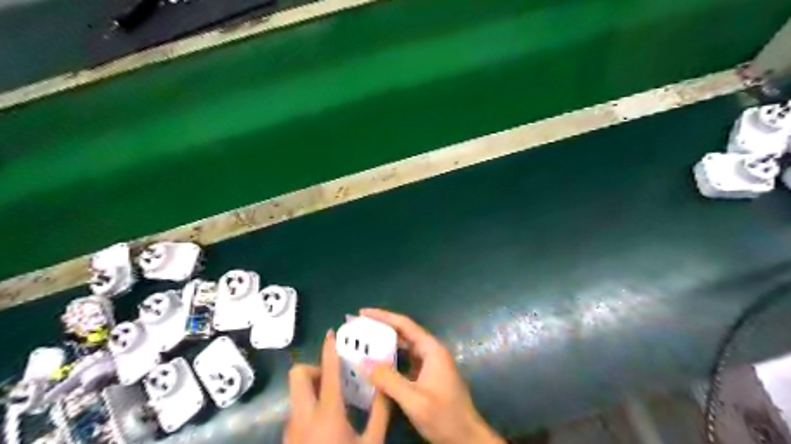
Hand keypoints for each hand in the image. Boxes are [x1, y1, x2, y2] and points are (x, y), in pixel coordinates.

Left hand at [288, 332, 390, 443]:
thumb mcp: (371, 443)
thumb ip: (380, 412)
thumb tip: (385, 385)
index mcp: (327, 413)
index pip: (328, 372)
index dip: (329, 349)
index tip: (331, 333)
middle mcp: (303, 415)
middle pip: (298, 375)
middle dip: (314, 368)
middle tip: (334, 377)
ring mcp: (291, 428)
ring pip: (295, 392)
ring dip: (312, 386)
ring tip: (334, 398)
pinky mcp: (288, 438)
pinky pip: (296, 409)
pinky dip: (308, 403)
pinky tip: (326, 419)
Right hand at [361, 310, 502, 443]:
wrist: (466, 438)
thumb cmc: (444, 415)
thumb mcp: (414, 399)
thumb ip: (388, 380)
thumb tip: (362, 362)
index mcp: (431, 349)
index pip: (404, 324)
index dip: (383, 316)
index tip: (362, 313)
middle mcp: (430, 352)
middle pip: (403, 334)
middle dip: (380, 329)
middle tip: (358, 328)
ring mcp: (429, 364)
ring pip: (403, 349)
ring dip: (384, 345)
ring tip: (362, 344)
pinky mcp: (426, 377)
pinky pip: (405, 362)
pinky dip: (390, 361)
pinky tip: (375, 366)